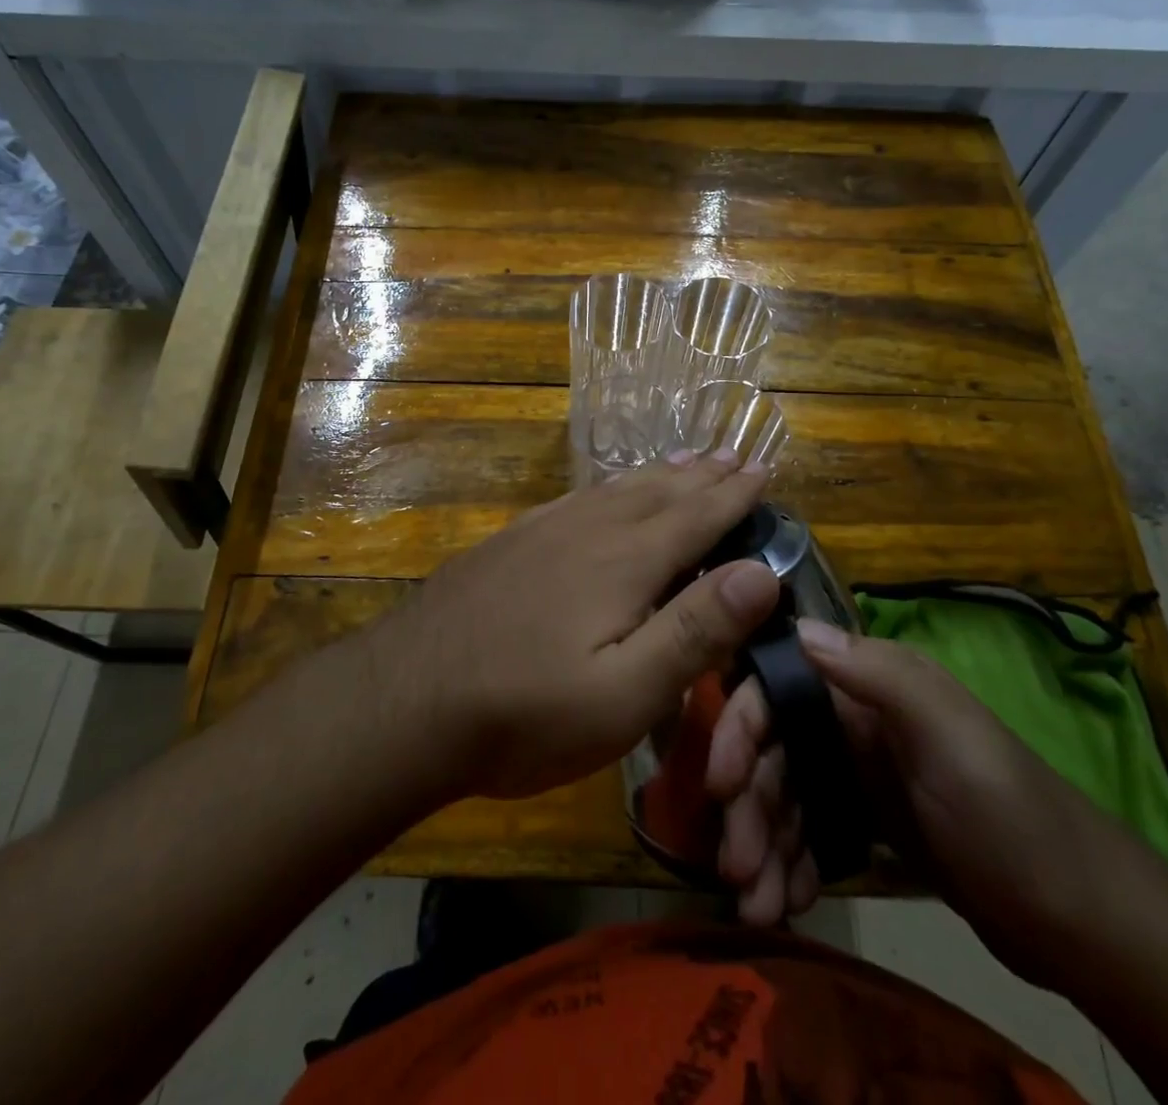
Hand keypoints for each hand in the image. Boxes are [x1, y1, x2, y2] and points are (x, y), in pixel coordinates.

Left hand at [378, 450, 780, 801]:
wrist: (404, 700)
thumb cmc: (524, 712)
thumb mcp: (624, 694)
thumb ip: (695, 631)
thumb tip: (763, 571)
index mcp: (624, 561)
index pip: (695, 516)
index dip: (734, 495)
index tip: (763, 468)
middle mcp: (586, 530)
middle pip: (657, 492)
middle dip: (701, 475)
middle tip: (732, 453)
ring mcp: (540, 531)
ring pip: (614, 489)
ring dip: (658, 475)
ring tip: (684, 461)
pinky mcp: (509, 543)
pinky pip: (575, 498)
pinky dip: (607, 487)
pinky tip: (603, 492)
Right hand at [705, 620, 1138, 984]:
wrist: (1084, 920)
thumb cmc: (1013, 814)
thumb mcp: (952, 736)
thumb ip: (879, 675)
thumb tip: (799, 628)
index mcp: (866, 688)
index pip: (777, 691)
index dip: (739, 730)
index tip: (719, 784)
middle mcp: (852, 722)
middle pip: (773, 753)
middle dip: (748, 807)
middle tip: (736, 870)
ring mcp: (858, 775)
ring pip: (785, 799)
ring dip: (762, 845)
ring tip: (755, 906)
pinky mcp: (869, 824)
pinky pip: (810, 834)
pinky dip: (791, 865)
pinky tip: (787, 903)